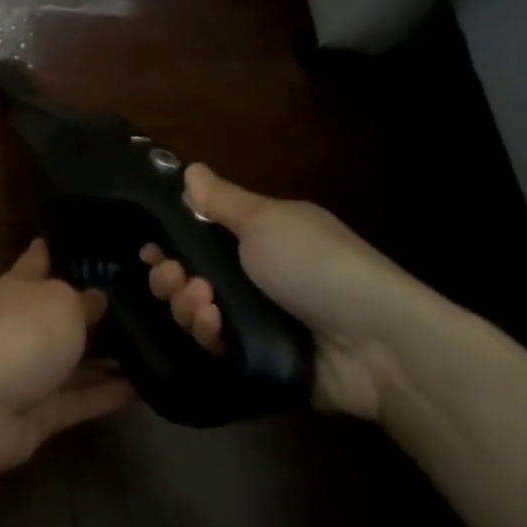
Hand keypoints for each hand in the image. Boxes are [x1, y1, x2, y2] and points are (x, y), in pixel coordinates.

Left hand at [0, 239, 136, 476]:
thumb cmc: (22, 333)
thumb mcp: (62, 302)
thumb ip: (85, 301)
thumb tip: (98, 301)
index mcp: (19, 288)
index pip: (36, 260)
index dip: (52, 250)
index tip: (80, 241)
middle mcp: (24, 325)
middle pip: (61, 314)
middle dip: (95, 310)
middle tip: (143, 302)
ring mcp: (32, 370)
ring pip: (76, 360)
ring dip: (109, 358)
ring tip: (154, 347)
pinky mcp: (43, 411)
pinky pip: (82, 399)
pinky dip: (109, 394)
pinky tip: (146, 388)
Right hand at [141, 165, 437, 420]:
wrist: (377, 343)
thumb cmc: (317, 265)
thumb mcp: (266, 221)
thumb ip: (221, 200)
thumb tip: (189, 167)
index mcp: (256, 238)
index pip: (197, 236)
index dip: (168, 242)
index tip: (150, 248)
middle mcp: (251, 276)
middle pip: (188, 276)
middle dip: (169, 276)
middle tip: (171, 275)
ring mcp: (253, 319)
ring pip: (195, 312)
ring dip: (187, 304)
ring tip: (203, 302)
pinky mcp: (256, 358)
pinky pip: (214, 345)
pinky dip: (208, 334)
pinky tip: (216, 327)